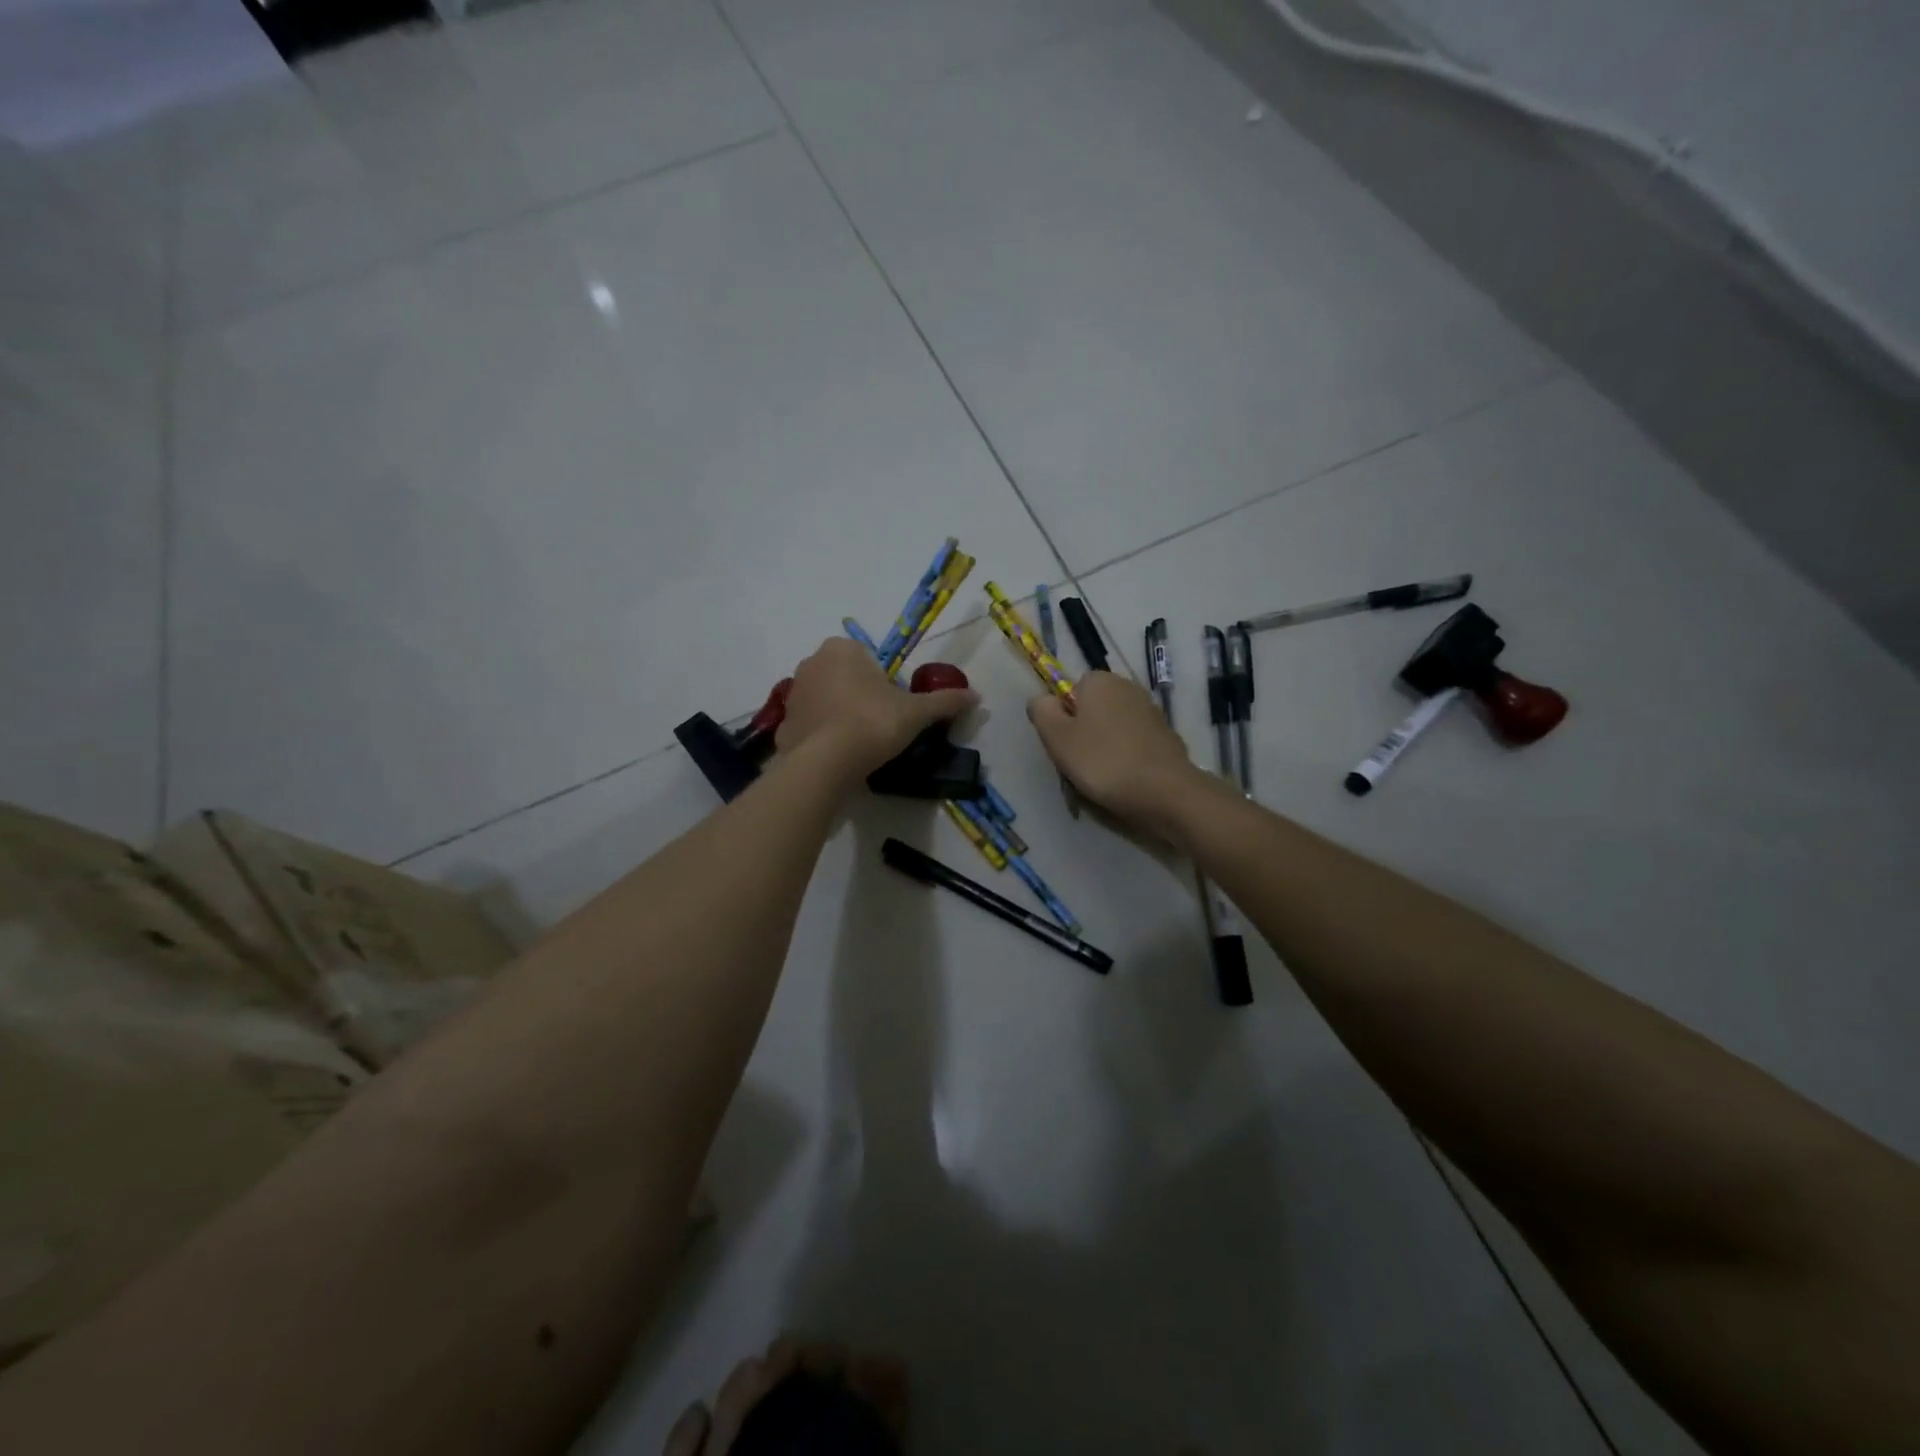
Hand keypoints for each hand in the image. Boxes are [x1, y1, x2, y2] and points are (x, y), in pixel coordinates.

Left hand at [777, 638, 976, 785]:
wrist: (825, 763)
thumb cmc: (872, 723)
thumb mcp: (916, 713)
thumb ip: (944, 702)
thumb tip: (976, 696)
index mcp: (843, 649)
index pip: (870, 660)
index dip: (884, 684)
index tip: (892, 709)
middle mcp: (812, 661)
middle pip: (846, 677)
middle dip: (860, 696)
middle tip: (879, 726)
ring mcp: (794, 692)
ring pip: (826, 699)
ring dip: (840, 714)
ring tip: (859, 743)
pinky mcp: (783, 722)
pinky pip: (810, 724)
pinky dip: (822, 735)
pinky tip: (837, 756)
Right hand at [1027, 671, 1206, 829]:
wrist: (1164, 792)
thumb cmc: (1102, 761)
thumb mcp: (1057, 737)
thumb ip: (1042, 711)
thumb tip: (1042, 700)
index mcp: (1100, 681)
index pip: (1071, 690)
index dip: (1063, 717)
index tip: (1064, 744)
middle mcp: (1128, 687)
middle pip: (1093, 709)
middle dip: (1084, 733)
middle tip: (1079, 763)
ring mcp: (1151, 711)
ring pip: (1113, 728)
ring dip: (1105, 747)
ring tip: (1102, 777)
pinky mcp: (1166, 736)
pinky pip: (1134, 744)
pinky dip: (1126, 757)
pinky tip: (1126, 780)